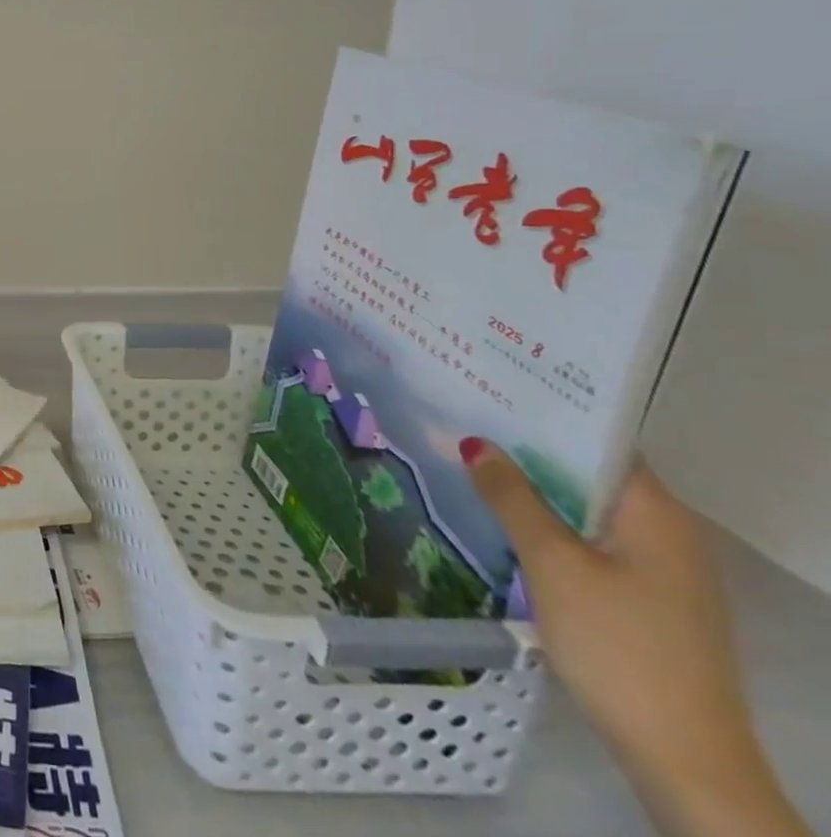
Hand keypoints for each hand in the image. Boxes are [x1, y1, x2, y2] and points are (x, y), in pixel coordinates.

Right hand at [465, 443, 805, 835]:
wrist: (683, 758)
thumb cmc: (619, 645)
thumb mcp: (553, 563)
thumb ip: (512, 497)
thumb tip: (476, 442)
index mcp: (657, 515)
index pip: (601, 441)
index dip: (548, 412)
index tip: (491, 389)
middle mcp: (668, 534)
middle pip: (591, 473)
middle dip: (530, 449)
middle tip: (464, 419)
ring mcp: (660, 571)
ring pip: (587, 508)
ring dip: (535, 488)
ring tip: (471, 461)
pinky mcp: (646, 600)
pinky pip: (590, 540)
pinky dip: (549, 523)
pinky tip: (503, 520)